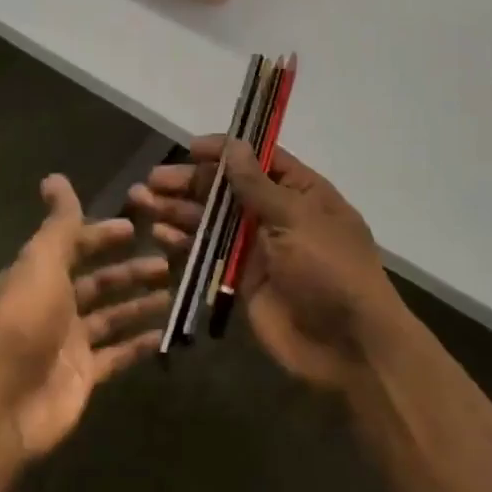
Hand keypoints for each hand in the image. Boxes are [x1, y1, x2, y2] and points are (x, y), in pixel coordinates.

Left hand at [0, 175, 170, 458]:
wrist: (1, 405)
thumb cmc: (24, 322)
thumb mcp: (41, 262)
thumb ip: (58, 224)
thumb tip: (55, 177)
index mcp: (38, 275)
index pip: (73, 246)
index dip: (101, 235)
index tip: (134, 227)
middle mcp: (53, 305)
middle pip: (97, 282)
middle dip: (128, 270)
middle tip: (166, 261)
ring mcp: (69, 343)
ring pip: (110, 317)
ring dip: (138, 303)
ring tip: (173, 292)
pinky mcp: (83, 376)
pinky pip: (117, 354)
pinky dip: (139, 343)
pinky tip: (166, 333)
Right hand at [129, 137, 406, 391]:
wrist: (350, 346)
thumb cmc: (330, 270)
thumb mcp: (296, 219)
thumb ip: (257, 185)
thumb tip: (234, 145)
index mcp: (301, 192)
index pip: (258, 160)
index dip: (224, 152)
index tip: (189, 148)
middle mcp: (277, 215)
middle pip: (227, 190)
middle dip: (190, 183)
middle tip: (152, 180)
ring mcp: (259, 248)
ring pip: (213, 221)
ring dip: (179, 210)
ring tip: (142, 201)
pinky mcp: (243, 280)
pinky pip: (210, 254)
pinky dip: (185, 243)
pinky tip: (160, 233)